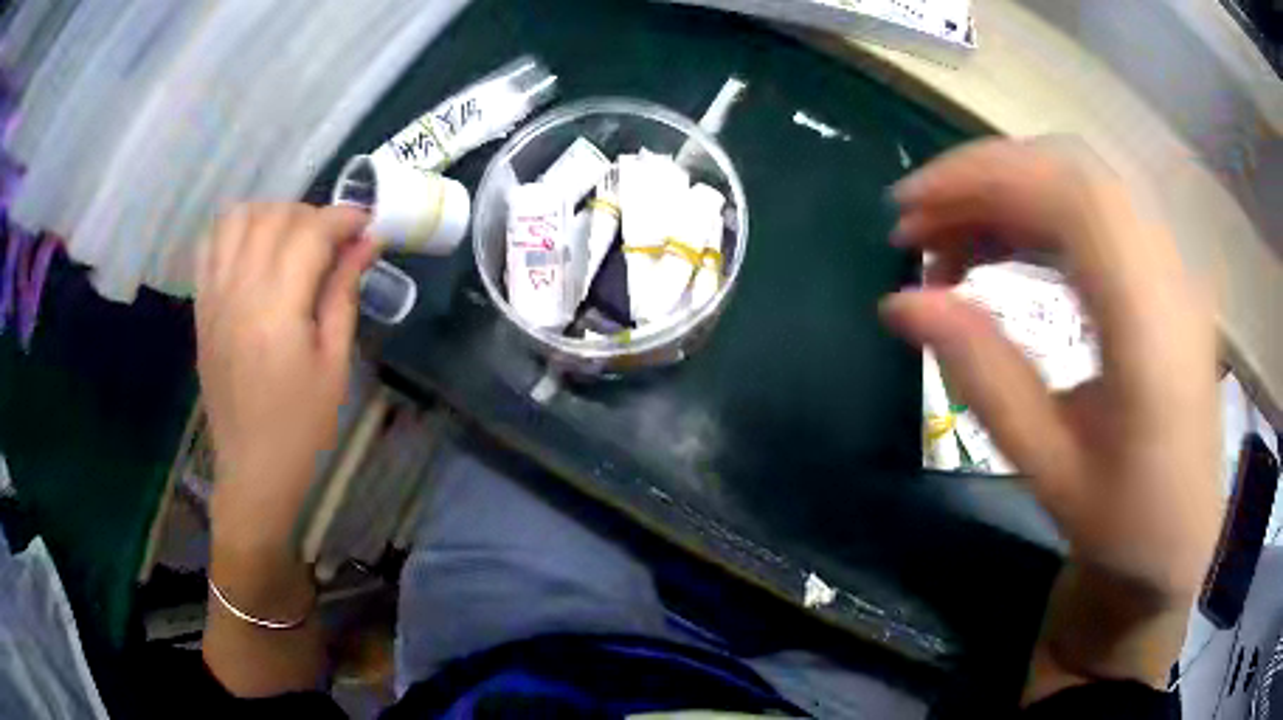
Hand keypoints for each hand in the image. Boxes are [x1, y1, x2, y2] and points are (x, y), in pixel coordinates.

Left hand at [196, 203, 374, 563]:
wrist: (253, 467)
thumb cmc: (302, 424)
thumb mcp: (334, 363)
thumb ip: (344, 293)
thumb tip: (366, 243)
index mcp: (277, 309)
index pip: (310, 232)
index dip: (343, 218)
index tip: (366, 225)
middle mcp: (239, 291)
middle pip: (274, 216)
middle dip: (311, 214)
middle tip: (333, 241)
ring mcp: (214, 296)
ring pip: (237, 218)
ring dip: (270, 214)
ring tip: (290, 238)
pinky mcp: (202, 306)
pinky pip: (210, 245)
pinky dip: (234, 230)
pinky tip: (254, 249)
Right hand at [880, 139, 1218, 693]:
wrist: (1182, 539)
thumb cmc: (1124, 522)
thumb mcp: (1049, 468)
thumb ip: (983, 377)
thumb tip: (901, 303)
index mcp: (1150, 325)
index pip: (1069, 194)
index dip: (981, 178)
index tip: (906, 211)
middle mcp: (1169, 273)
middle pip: (1070, 170)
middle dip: (982, 179)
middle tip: (917, 227)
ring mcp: (1171, 267)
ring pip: (1079, 183)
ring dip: (1006, 196)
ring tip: (948, 246)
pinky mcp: (1162, 274)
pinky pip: (1093, 213)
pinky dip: (1035, 217)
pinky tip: (999, 253)